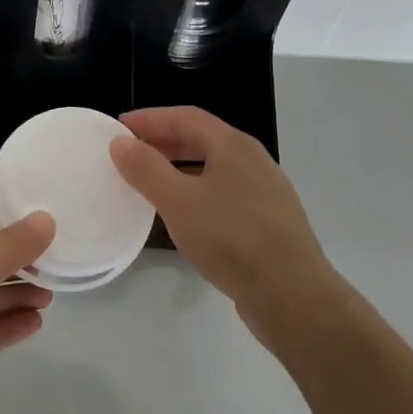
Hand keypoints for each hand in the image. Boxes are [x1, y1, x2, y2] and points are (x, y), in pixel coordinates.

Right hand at [110, 106, 338, 347]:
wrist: (292, 295)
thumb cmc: (231, 239)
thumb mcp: (179, 201)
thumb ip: (146, 169)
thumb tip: (121, 142)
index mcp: (234, 147)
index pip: (186, 117)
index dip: (151, 118)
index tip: (120, 127)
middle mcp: (253, 161)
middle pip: (202, 140)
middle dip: (164, 142)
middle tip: (131, 153)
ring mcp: (265, 192)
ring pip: (214, 169)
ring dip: (179, 169)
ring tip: (150, 183)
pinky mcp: (268, 223)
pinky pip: (224, 194)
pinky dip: (196, 193)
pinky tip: (183, 217)